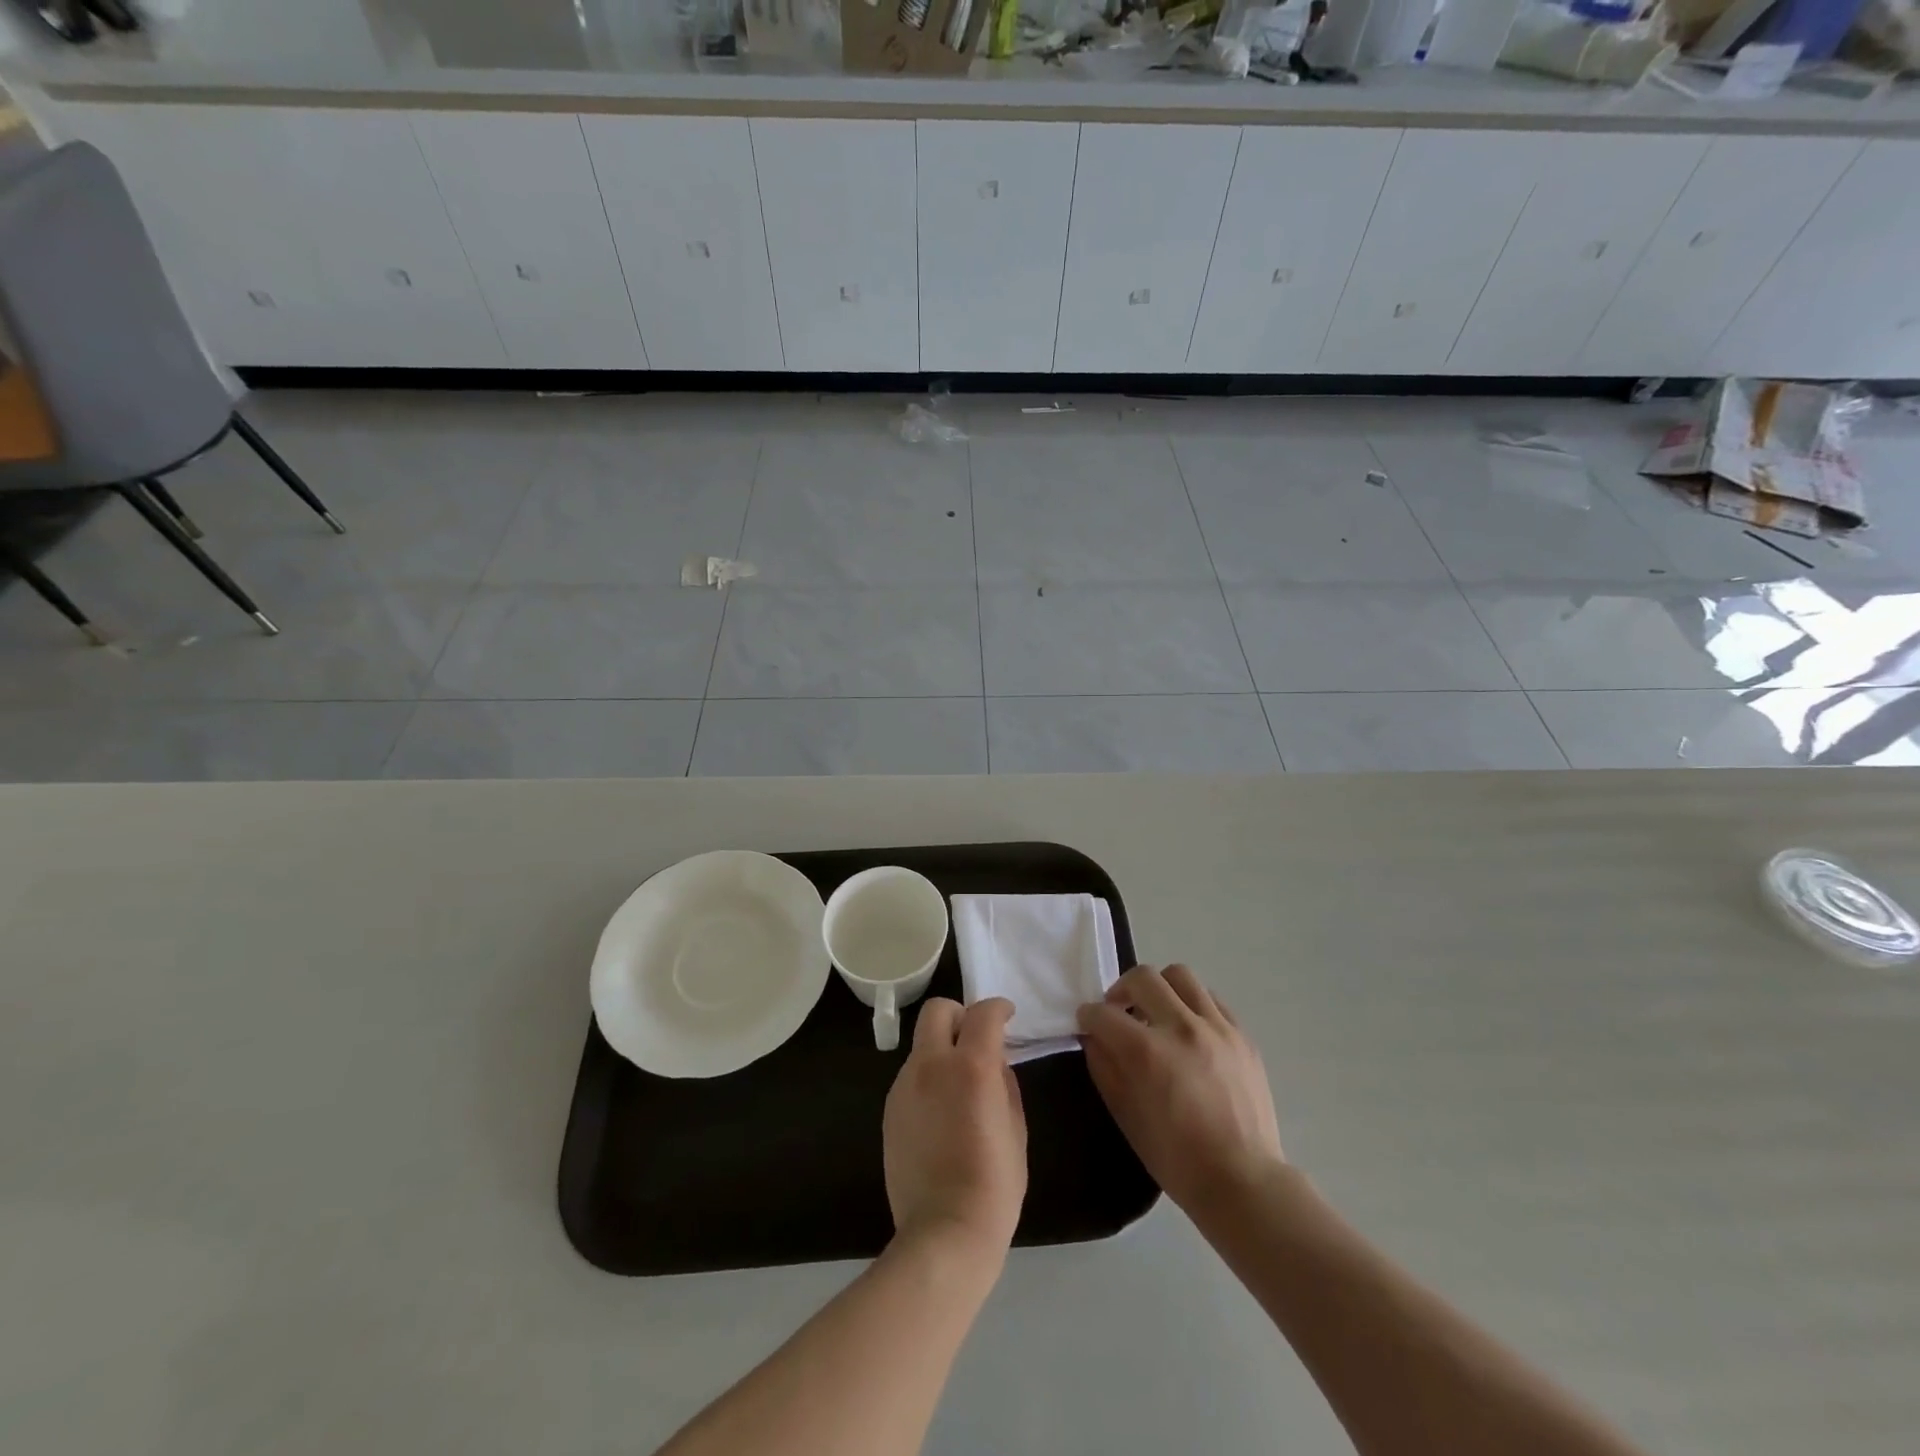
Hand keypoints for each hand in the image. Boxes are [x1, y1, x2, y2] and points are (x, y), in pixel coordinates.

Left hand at [882, 997, 1026, 1260]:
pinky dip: (929, 1078)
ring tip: (960, 1086)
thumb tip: (994, 1061)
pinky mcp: (889, 1109)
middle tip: (976, 1038)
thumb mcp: (1015, 1127)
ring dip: (943, 1050)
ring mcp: (904, 1086)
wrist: (944, 1232)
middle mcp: (931, 1065)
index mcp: (970, 1066)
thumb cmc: (994, 1183)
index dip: (998, 1008)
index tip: (1008, 1016)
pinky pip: (912, 1076)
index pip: (983, 1014)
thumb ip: (1004, 1082)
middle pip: (938, 1010)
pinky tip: (942, 1113)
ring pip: (922, 1045)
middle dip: (960, 1014)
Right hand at [1077, 965, 1283, 1217]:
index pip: (1104, 1013)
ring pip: (1180, 976)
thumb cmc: (1176, 1158)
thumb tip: (1094, 1038)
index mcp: (1148, 1052)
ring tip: (1156, 1013)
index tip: (1086, 1022)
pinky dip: (1192, 1004)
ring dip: (1159, 988)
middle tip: (1119, 1012)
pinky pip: (1211, 999)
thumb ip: (1105, 1068)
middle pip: (1143, 977)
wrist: (1243, 1181)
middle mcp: (1182, 1027)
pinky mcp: (1242, 1035)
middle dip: (1121, 990)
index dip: (1088, 1016)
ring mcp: (1217, 1027)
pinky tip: (1188, 1029)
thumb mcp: (1126, 1116)